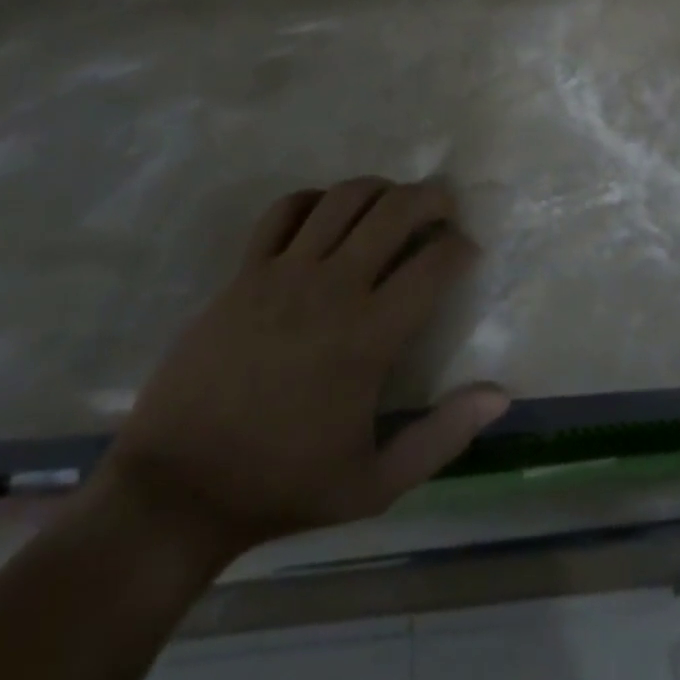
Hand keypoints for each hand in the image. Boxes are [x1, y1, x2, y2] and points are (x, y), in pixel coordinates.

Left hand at [93, 178, 509, 569]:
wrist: (178, 490)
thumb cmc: (282, 486)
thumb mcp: (375, 484)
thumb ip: (444, 436)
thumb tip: (502, 396)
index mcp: (370, 335)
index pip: (434, 262)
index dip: (461, 247)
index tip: (466, 253)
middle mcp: (333, 287)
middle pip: (396, 209)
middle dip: (432, 198)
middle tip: (443, 208)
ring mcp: (283, 273)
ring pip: (344, 197)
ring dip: (380, 188)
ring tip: (392, 203)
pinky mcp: (244, 272)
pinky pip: (285, 210)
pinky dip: (314, 199)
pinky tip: (326, 214)